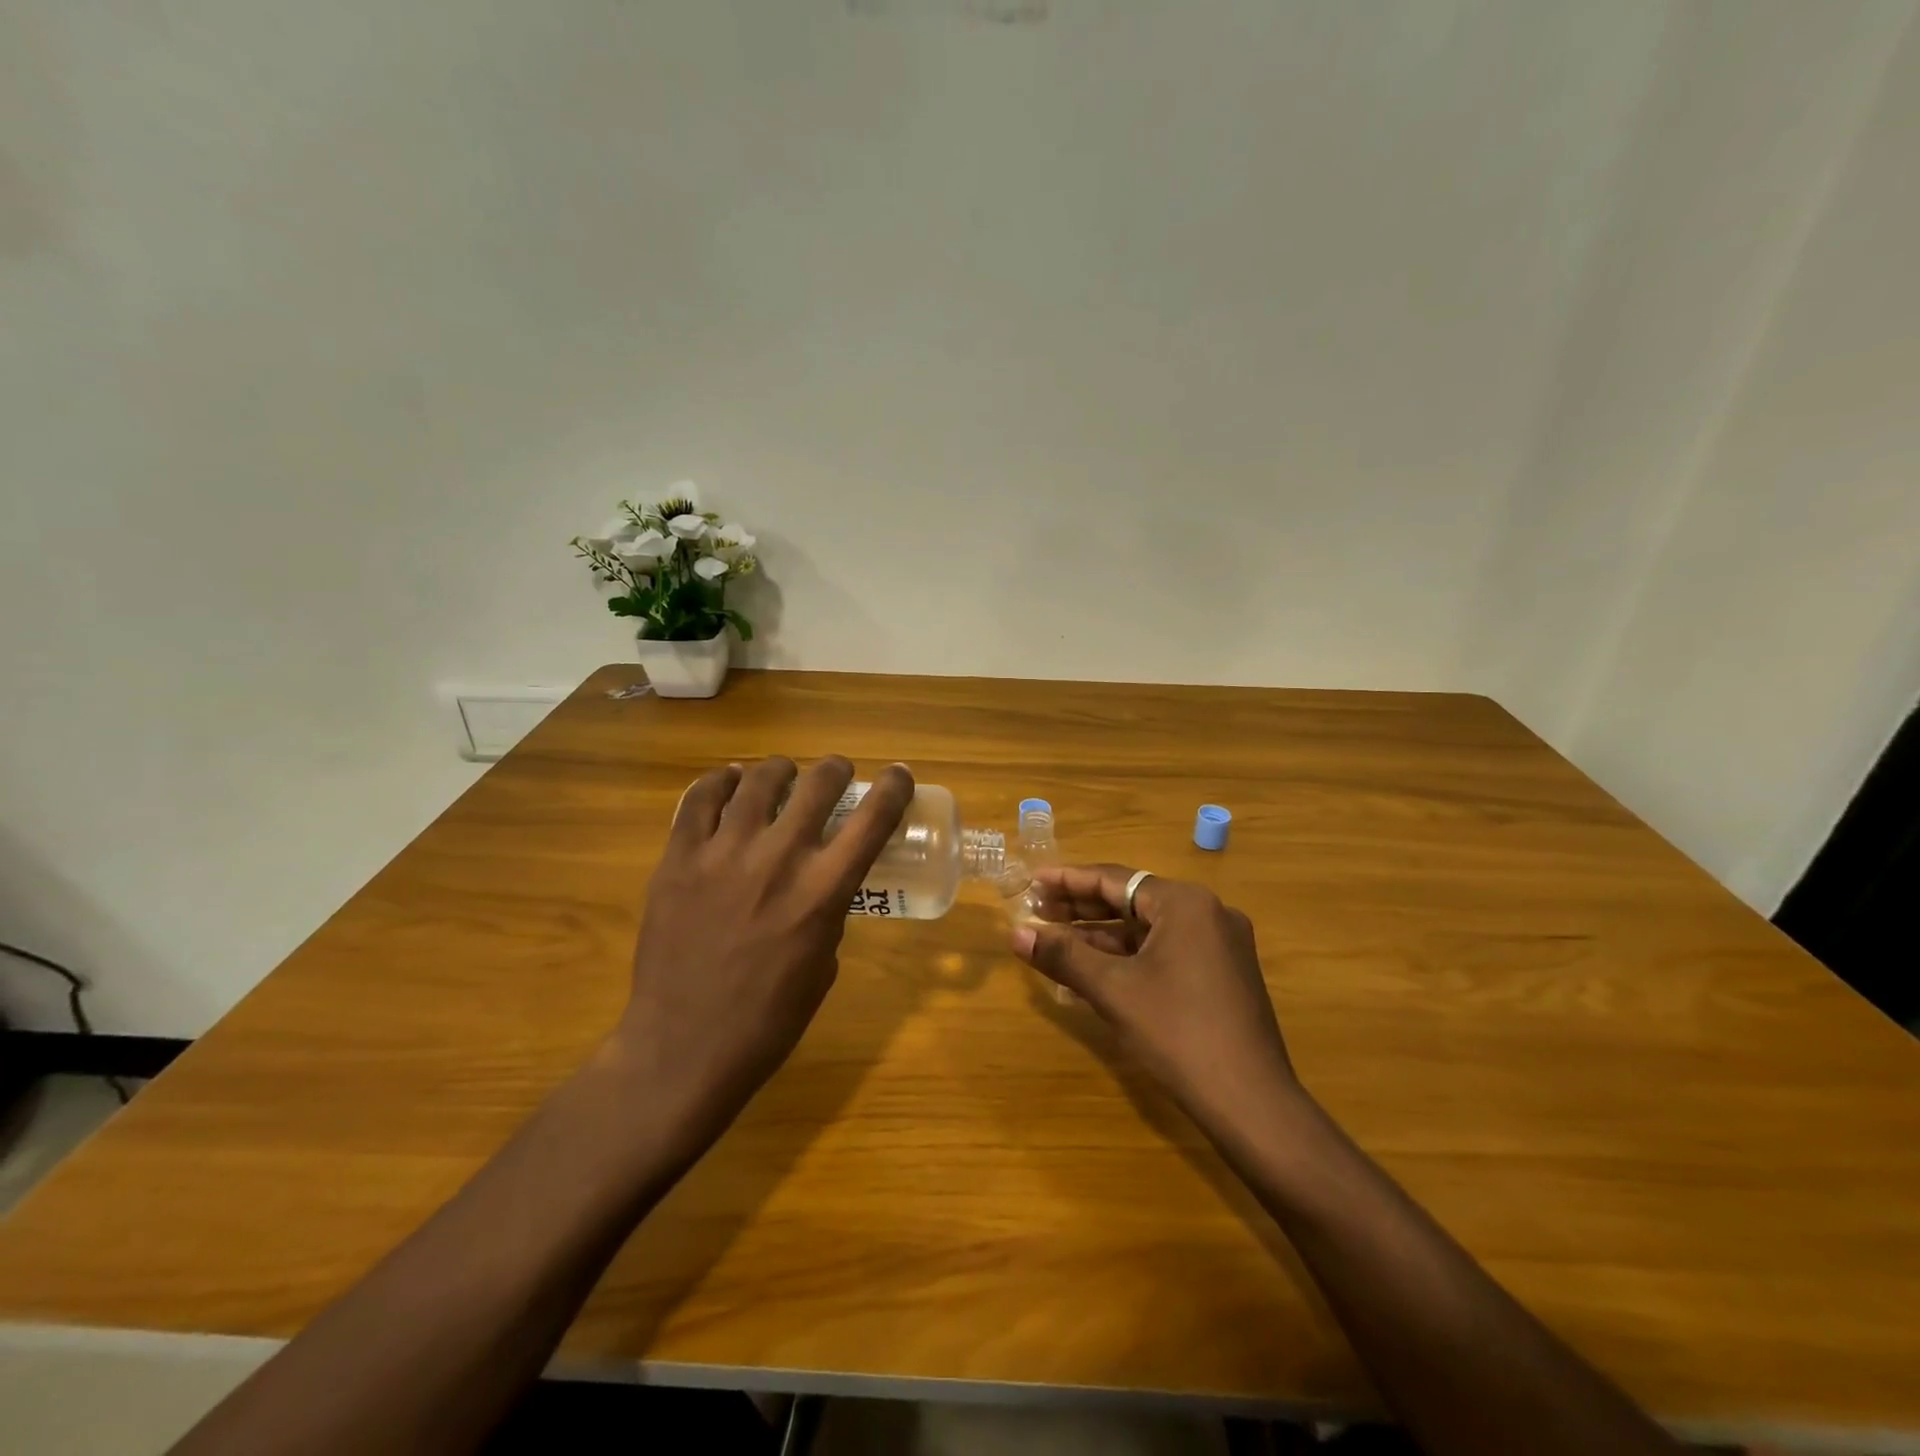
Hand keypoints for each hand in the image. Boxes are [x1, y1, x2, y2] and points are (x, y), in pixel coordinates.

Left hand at [612, 756, 913, 1142]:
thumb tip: (821, 881)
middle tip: (836, 772)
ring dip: (781, 770)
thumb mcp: (823, 964)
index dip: (893, 788)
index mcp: (822, 892)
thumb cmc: (768, 1019)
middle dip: (836, 769)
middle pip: (818, 784)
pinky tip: (730, 781)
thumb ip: (829, 912)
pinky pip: (700, 799)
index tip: (898, 775)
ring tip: (782, 774)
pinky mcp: (678, 858)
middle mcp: (778, 859)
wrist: (684, 1046)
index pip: (872, 819)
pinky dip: (722, 781)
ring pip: (759, 781)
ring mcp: (723, 853)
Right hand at [1012, 864, 1299, 1138]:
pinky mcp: (1223, 974)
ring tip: (1055, 940)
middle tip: (1036, 912)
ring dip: (1102, 935)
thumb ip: (1063, 955)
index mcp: (1185, 903)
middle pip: (1132, 901)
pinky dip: (1129, 957)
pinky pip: (1166, 951)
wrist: (1252, 1104)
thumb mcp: (1113, 990)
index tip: (1032, 881)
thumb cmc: (1178, 1034)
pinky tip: (1094, 969)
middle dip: (1082, 908)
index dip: (1068, 881)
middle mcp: (1207, 912)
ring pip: (1148, 929)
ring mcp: (1220, 944)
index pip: (1115, 879)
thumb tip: (1015, 935)